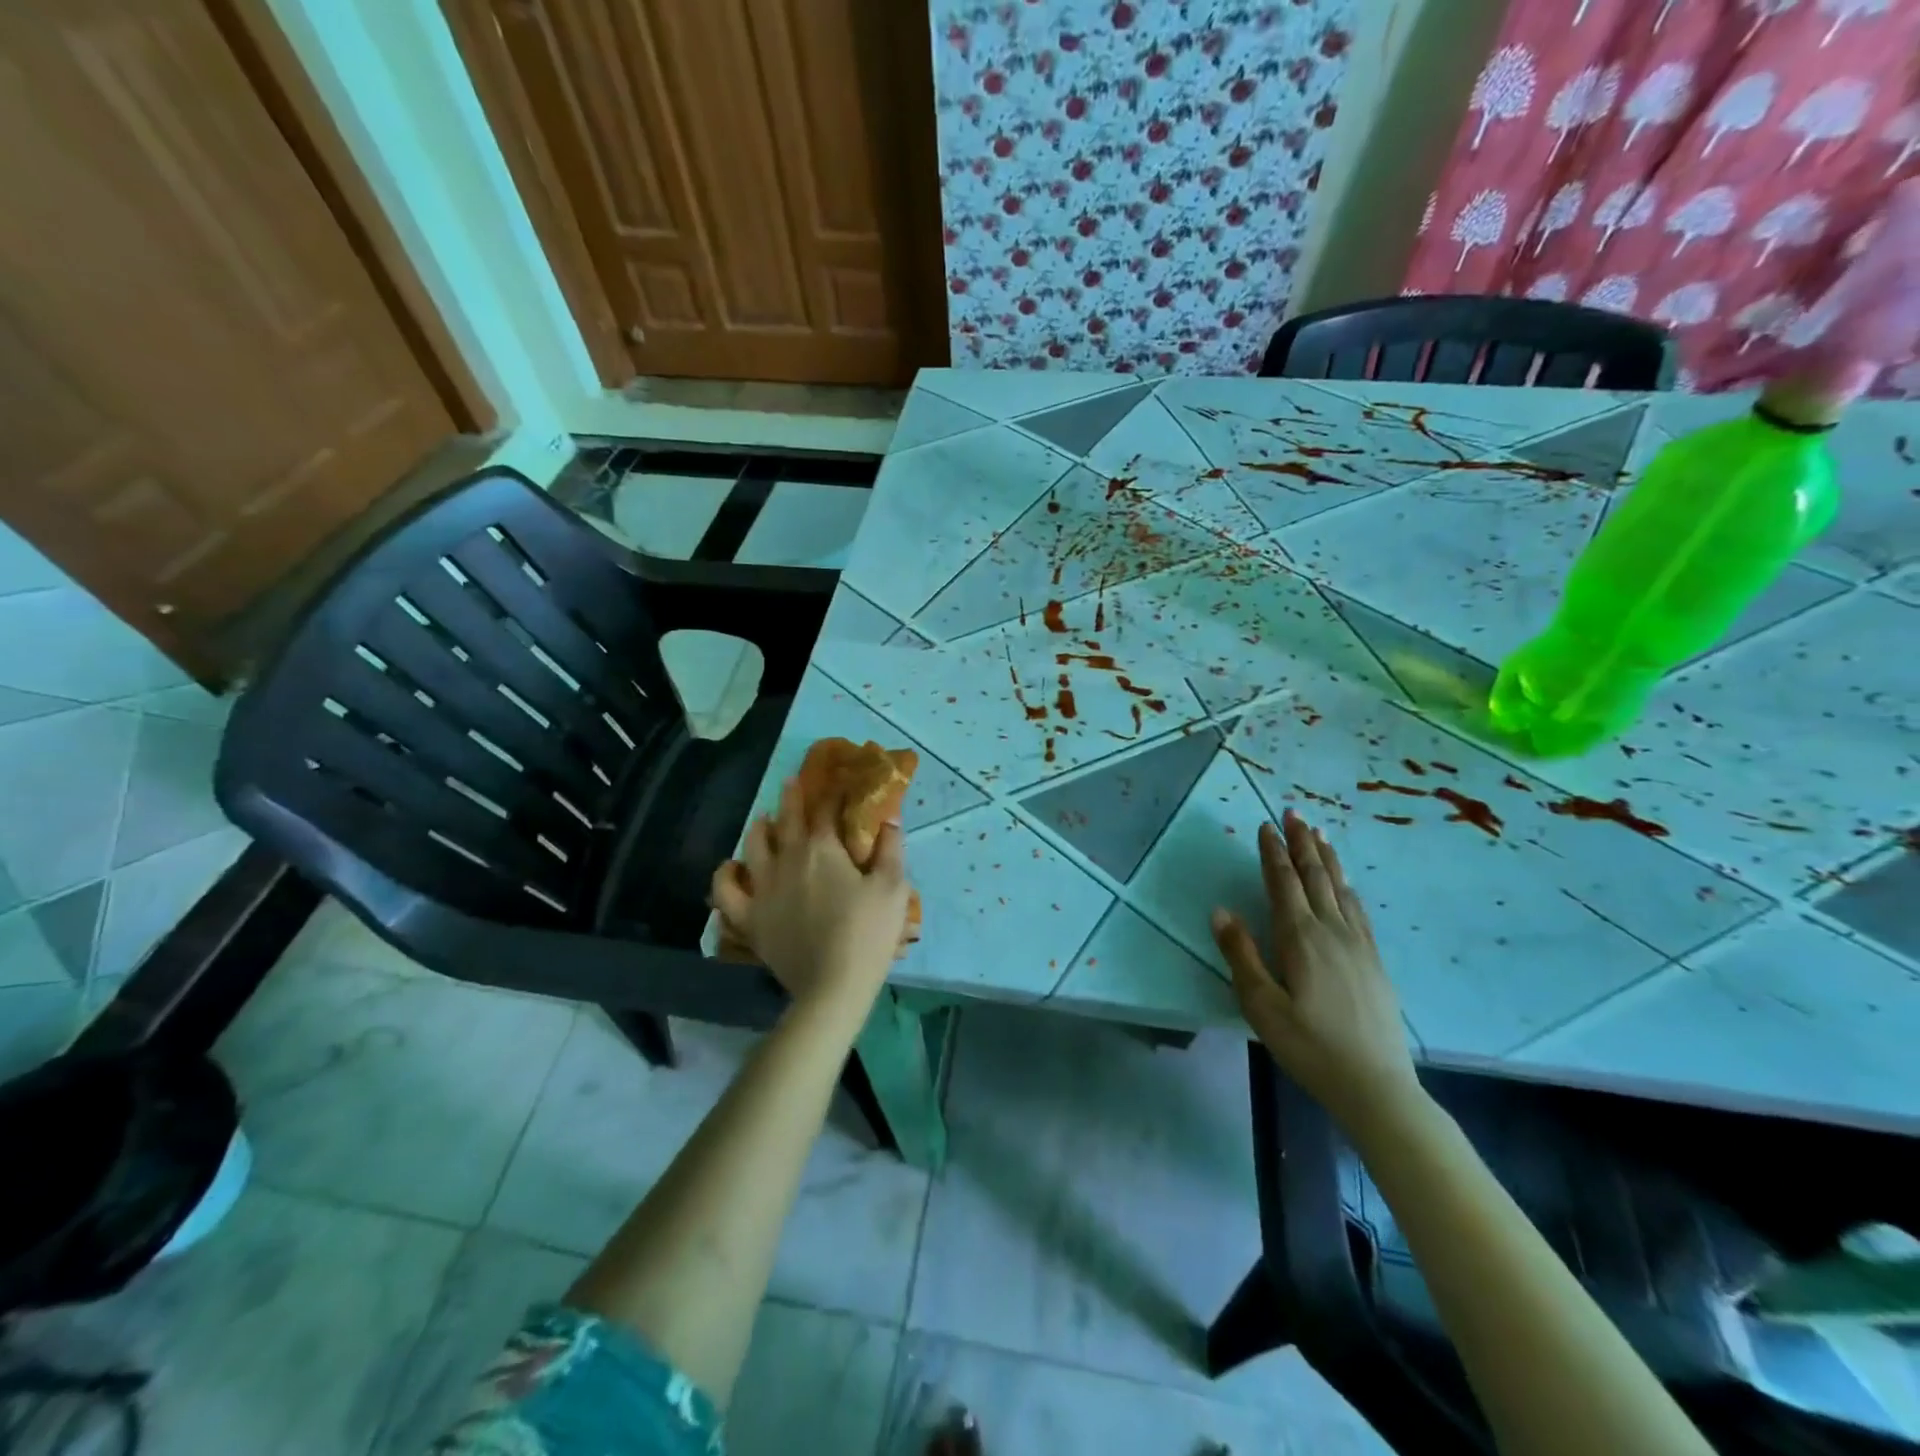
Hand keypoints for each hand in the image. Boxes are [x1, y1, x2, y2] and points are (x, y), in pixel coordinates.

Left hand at [710, 777, 908, 1015]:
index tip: (836, 783)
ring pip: (752, 846)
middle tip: (791, 782)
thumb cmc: (868, 932)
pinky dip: (725, 875)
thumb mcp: (893, 887)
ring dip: (758, 828)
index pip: (825, 810)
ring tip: (763, 820)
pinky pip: (726, 891)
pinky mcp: (749, 918)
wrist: (832, 986)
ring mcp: (763, 889)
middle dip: (791, 798)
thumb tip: (889, 817)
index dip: (831, 794)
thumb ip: (891, 848)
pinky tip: (731, 868)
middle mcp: (787, 859)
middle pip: (786, 820)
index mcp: (822, 849)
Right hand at [1211, 810, 1422, 1136]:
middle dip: (1302, 843)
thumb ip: (1242, 955)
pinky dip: (1347, 886)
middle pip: (1314, 876)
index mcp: (1300, 938)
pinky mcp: (1374, 961)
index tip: (1265, 826)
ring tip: (1318, 833)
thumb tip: (1220, 911)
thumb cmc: (1309, 1046)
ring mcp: (1358, 944)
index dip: (1273, 852)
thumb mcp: (1262, 1005)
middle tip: (1294, 812)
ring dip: (1326, 858)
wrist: (1376, 1086)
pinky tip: (1346, 883)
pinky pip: (1359, 910)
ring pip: (1340, 888)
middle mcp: (1331, 931)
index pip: (1283, 883)